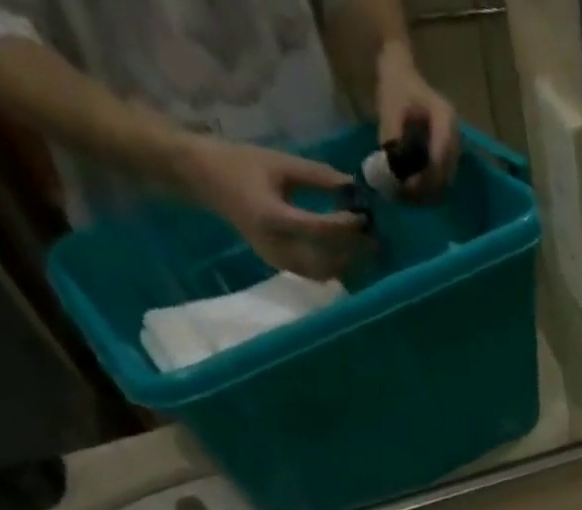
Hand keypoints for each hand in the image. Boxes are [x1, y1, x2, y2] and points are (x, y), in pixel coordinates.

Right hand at [174, 136, 365, 278]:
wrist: (205, 180)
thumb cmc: (242, 164)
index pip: (319, 230)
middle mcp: (277, 248)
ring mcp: (279, 262)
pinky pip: (315, 274)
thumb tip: (354, 185)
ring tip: (368, 249)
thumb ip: (317, 176)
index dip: (346, 227)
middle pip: (326, 260)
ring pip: (324, 273)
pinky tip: (350, 254)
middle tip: (377, 239)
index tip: (366, 217)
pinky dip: (336, 267)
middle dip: (354, 252)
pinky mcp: (281, 267)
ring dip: (349, 264)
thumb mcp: (280, 162)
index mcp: (273, 218)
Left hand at [375, 42, 459, 199]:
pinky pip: (442, 181)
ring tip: (405, 194)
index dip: (426, 176)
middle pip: (446, 174)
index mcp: (445, 119)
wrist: (402, 78)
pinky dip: (428, 189)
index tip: (407, 186)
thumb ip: (393, 139)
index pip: (441, 157)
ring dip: (427, 192)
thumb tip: (393, 171)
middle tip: (404, 195)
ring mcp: (455, 149)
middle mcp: (456, 137)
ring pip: (445, 182)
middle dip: (426, 189)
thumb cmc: (396, 89)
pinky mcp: (449, 159)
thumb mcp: (390, 109)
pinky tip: (411, 190)